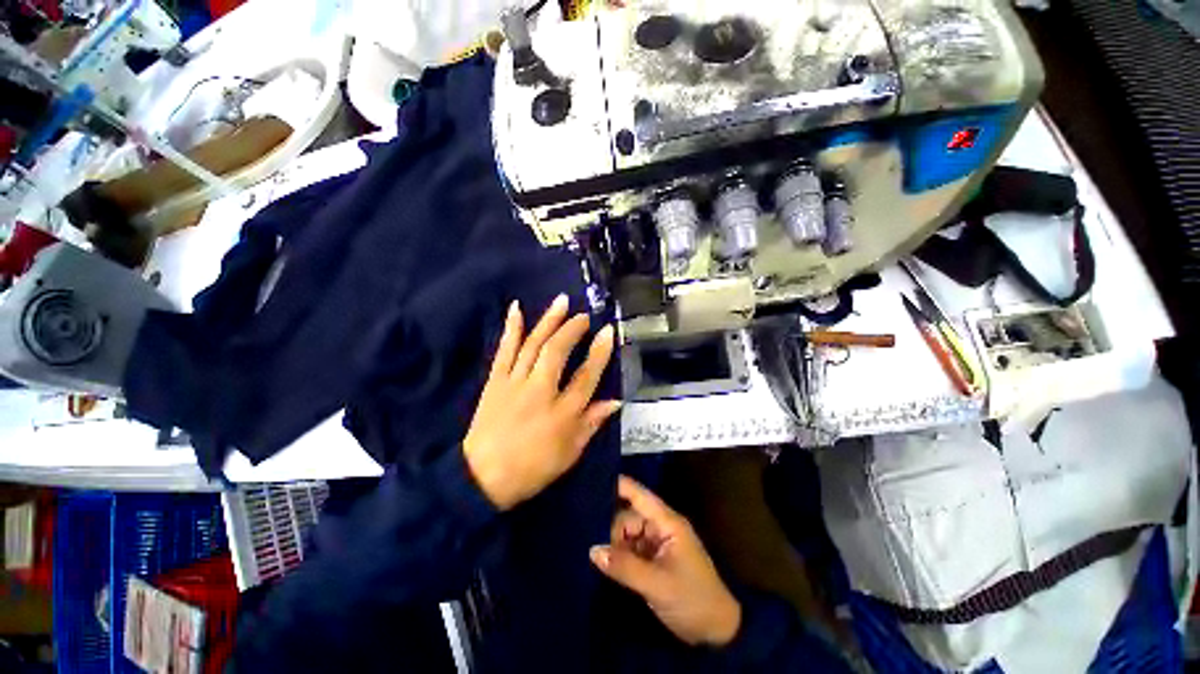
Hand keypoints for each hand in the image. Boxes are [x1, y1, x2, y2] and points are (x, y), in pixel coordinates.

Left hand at [463, 295, 620, 510]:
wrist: (482, 478)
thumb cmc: (533, 468)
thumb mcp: (570, 452)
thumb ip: (592, 422)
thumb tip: (615, 400)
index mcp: (562, 412)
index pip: (586, 376)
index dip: (599, 352)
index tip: (608, 332)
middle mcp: (540, 391)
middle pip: (558, 352)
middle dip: (573, 329)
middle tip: (584, 315)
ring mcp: (514, 383)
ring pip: (533, 344)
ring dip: (548, 320)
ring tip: (561, 301)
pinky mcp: (495, 381)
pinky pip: (505, 349)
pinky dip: (512, 328)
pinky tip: (517, 309)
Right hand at [590, 476, 741, 647]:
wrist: (716, 631)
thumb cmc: (692, 600)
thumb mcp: (658, 585)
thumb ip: (625, 567)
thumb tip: (592, 550)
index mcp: (667, 523)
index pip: (640, 495)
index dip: (619, 486)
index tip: (592, 483)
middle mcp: (661, 527)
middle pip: (629, 516)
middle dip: (611, 528)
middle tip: (593, 547)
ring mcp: (657, 543)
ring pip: (627, 534)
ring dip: (614, 544)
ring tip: (596, 557)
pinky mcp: (653, 559)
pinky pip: (631, 549)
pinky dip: (619, 555)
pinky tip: (605, 563)